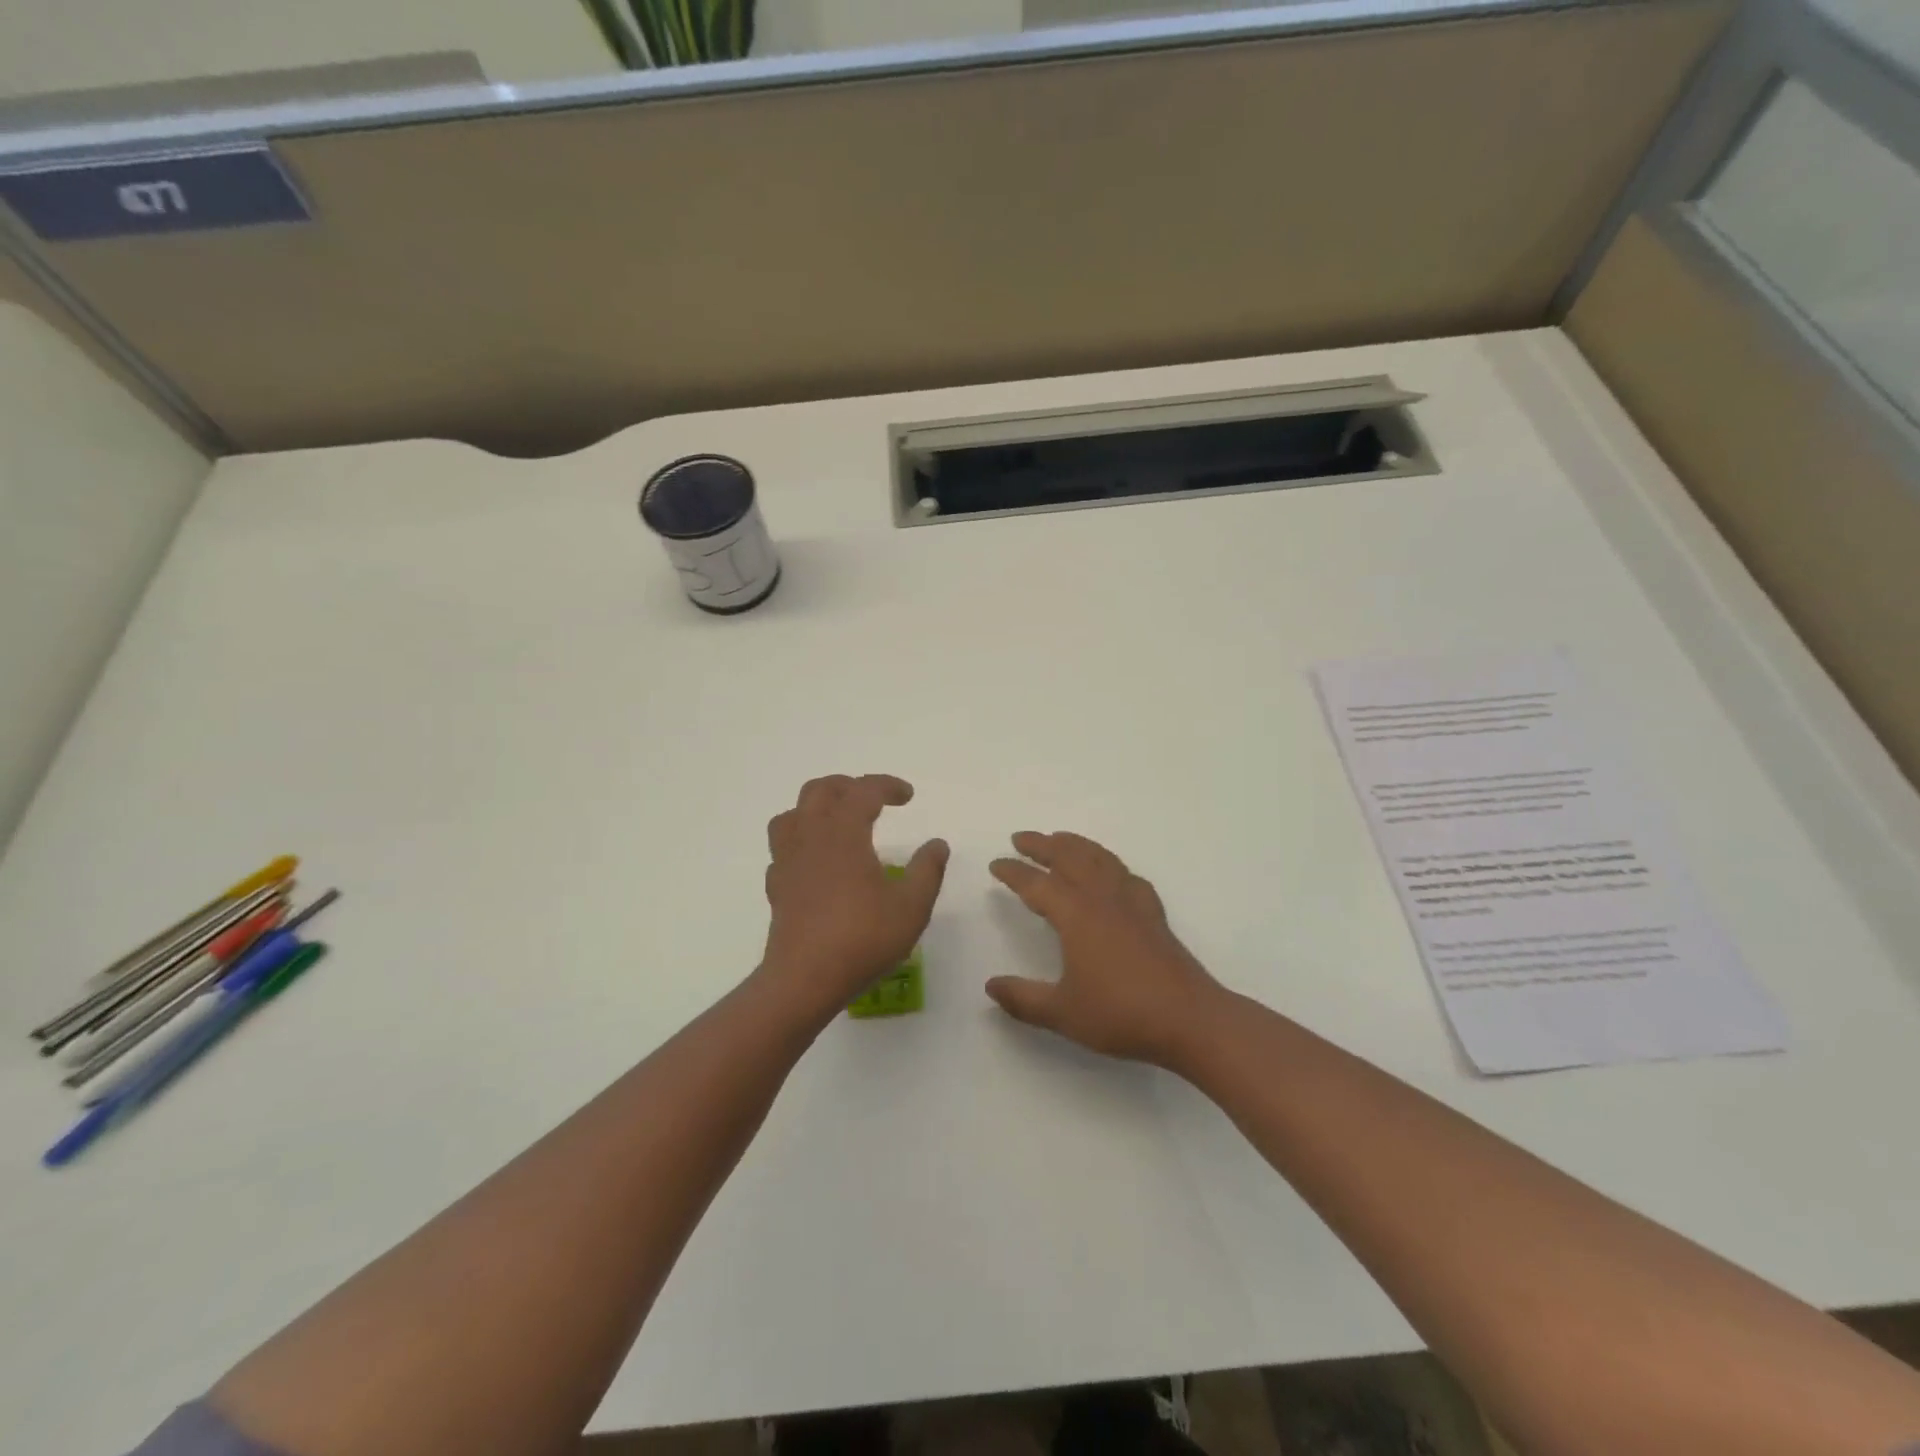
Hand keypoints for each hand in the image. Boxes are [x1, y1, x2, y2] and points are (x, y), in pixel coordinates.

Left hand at [762, 774, 948, 1017]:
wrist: (804, 979)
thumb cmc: (862, 939)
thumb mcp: (912, 906)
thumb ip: (928, 870)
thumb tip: (937, 844)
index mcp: (844, 833)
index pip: (863, 791)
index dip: (887, 785)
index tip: (908, 796)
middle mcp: (811, 837)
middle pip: (820, 790)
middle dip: (848, 786)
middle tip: (873, 800)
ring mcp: (788, 861)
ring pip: (792, 814)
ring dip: (816, 807)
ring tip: (838, 821)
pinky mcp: (777, 886)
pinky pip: (783, 847)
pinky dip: (801, 841)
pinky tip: (817, 861)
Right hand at [987, 831, 1224, 1067]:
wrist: (1189, 1019)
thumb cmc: (1121, 1013)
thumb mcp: (1062, 1012)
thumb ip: (1023, 998)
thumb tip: (991, 986)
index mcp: (1076, 914)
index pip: (1037, 884)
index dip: (1013, 872)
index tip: (995, 864)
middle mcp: (1102, 898)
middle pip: (1069, 857)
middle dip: (1042, 845)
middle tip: (1021, 838)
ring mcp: (1132, 902)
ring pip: (1100, 858)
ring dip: (1076, 844)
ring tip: (1060, 839)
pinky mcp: (1154, 914)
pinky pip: (1127, 876)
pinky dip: (1112, 865)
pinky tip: (1112, 874)